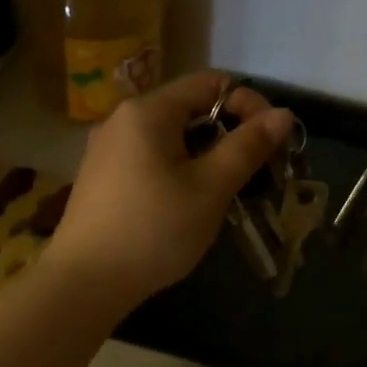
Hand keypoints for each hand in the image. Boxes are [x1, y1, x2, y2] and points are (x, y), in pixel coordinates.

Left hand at [45, 71, 295, 316]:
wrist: (84, 283)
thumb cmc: (154, 230)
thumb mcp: (210, 188)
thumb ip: (247, 147)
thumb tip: (282, 114)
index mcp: (148, 111)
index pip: (211, 84)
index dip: (250, 104)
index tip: (272, 143)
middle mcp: (122, 120)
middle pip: (189, 110)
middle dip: (228, 136)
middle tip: (253, 175)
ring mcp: (106, 150)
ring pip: (170, 139)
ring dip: (205, 158)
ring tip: (223, 195)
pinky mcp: (101, 179)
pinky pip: (149, 160)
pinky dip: (177, 172)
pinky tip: (185, 208)